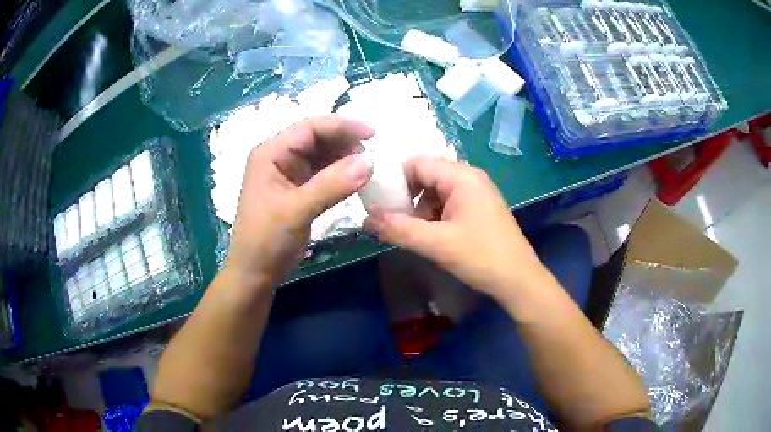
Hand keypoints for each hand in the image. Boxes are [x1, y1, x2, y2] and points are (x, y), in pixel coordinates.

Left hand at [226, 116, 373, 288]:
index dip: (341, 126)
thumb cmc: (266, 239)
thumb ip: (331, 185)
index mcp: (271, 154)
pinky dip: (339, 174)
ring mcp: (288, 174)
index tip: (372, 134)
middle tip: (372, 156)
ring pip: (321, 155)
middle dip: (344, 143)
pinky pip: (322, 173)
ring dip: (344, 158)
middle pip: (316, 138)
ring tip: (367, 168)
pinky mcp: (297, 190)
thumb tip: (369, 162)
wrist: (255, 272)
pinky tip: (355, 180)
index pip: (309, 128)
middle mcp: (279, 158)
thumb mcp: (297, 210)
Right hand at [364, 156, 547, 302]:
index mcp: (462, 177)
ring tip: (412, 233)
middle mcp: (470, 177)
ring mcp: (476, 192)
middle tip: (393, 220)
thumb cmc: (481, 257)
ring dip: (420, 209)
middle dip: (407, 196)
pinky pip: (448, 202)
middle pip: (426, 175)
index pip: (417, 163)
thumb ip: (399, 229)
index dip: (394, 179)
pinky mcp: (479, 208)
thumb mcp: (437, 244)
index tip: (378, 202)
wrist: (518, 280)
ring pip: (436, 191)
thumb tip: (366, 220)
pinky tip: (431, 236)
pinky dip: (434, 216)